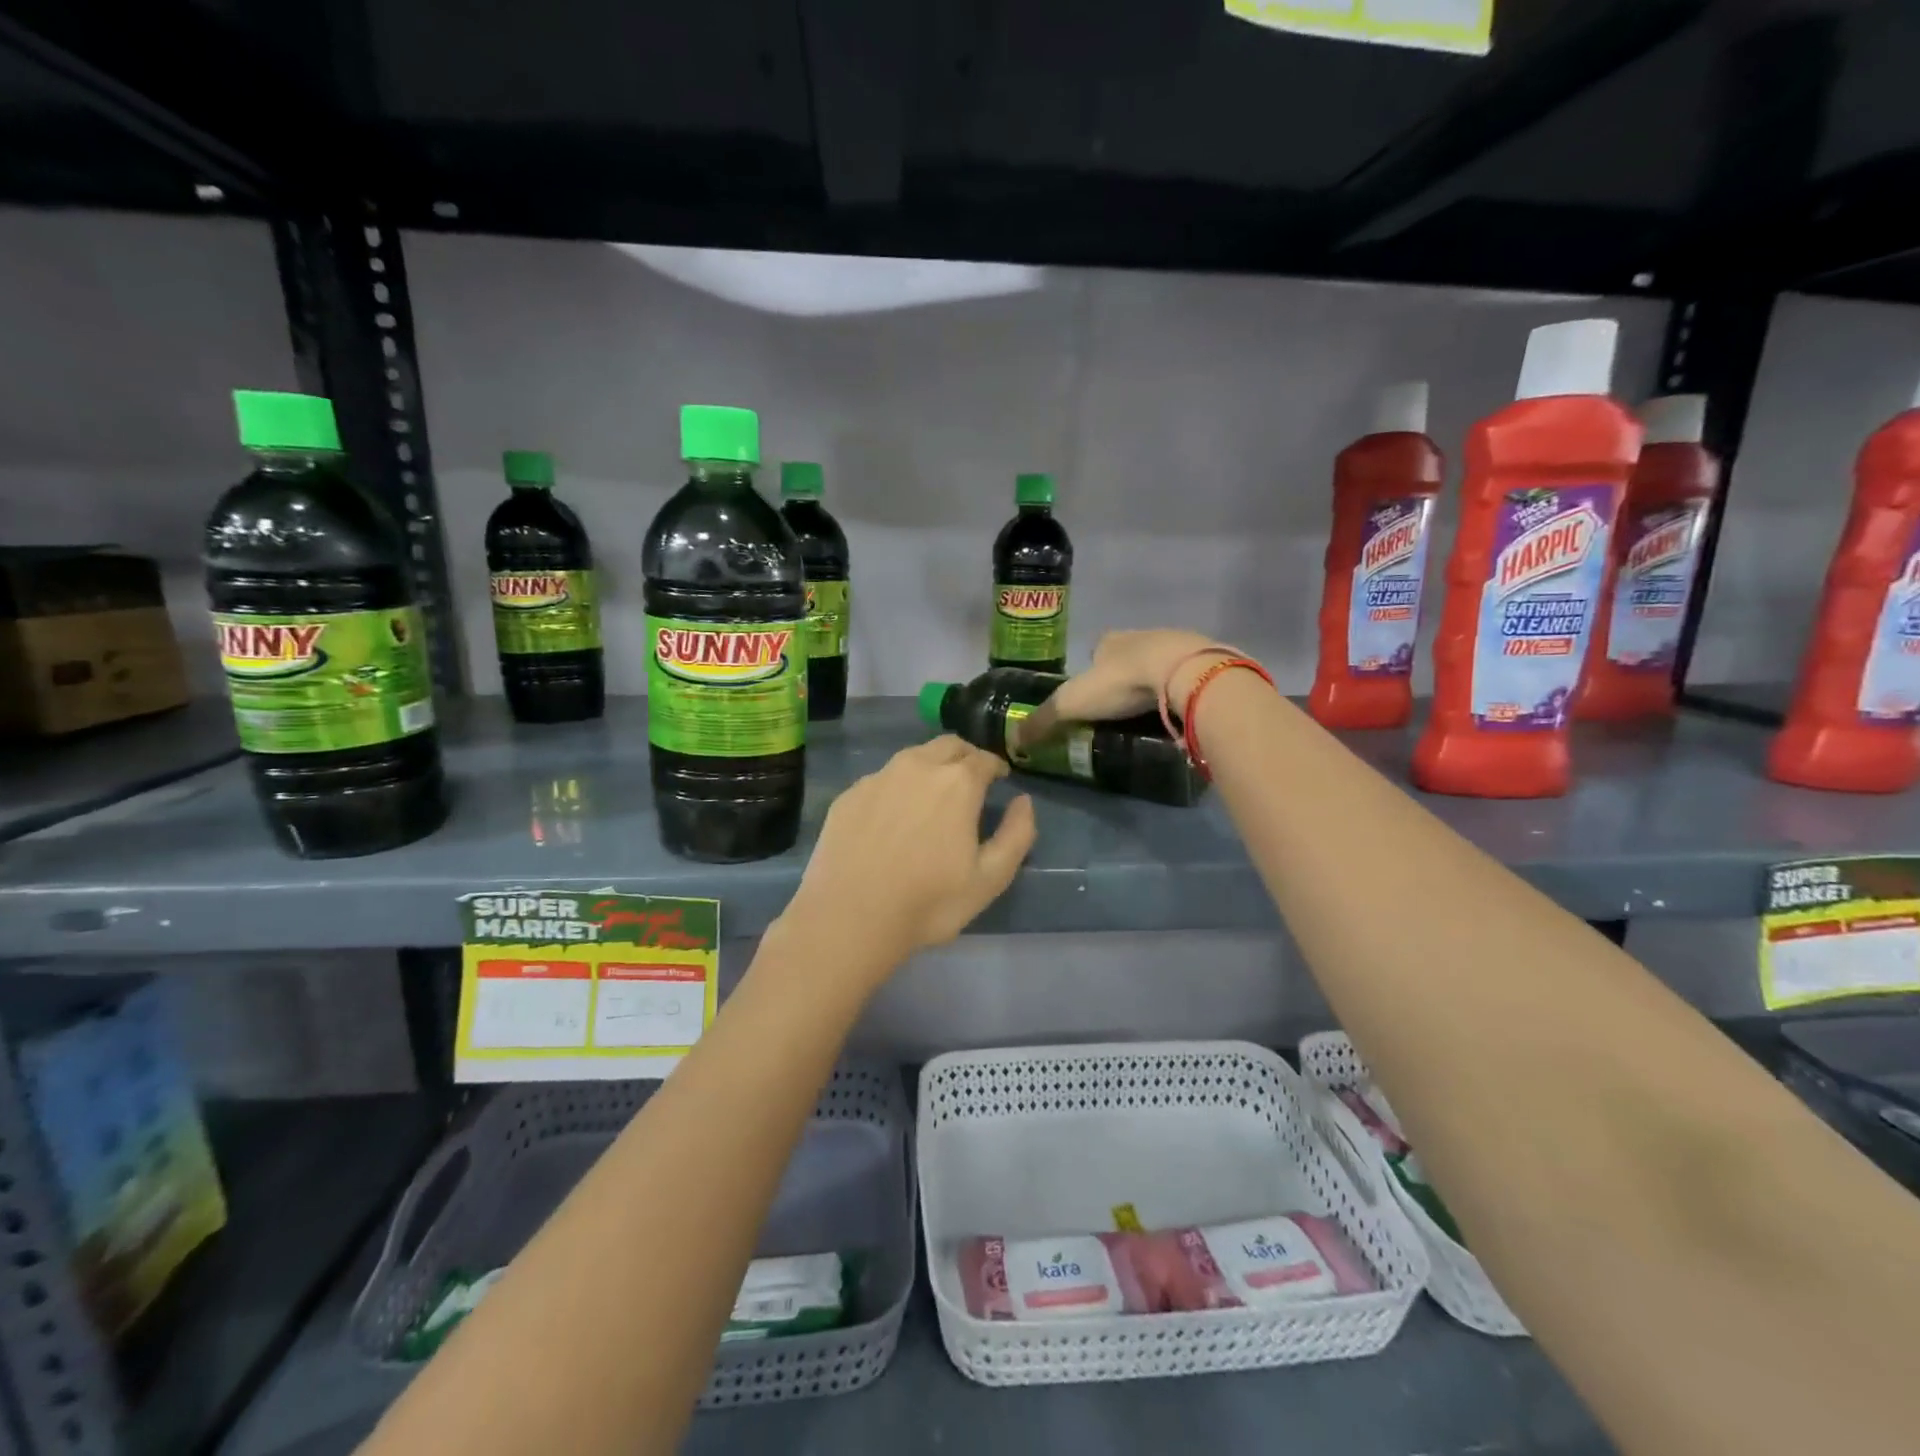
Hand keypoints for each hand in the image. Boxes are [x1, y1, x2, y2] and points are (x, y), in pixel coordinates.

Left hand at [777, 737, 1036, 987]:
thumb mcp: (990, 879)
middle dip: (965, 757)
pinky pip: (882, 778)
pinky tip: (894, 815)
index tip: (1000, 778)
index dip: (996, 766)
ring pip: (913, 757)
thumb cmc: (928, 903)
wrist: (849, 918)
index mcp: (957, 782)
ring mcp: (878, 777)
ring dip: (931, 766)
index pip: (984, 758)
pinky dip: (897, 786)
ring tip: (933, 794)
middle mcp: (917, 767)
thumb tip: (1023, 801)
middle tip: (971, 779)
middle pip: (948, 746)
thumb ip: (1017, 834)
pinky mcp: (849, 795)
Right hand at [1014, 629, 1231, 749]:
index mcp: (1111, 640)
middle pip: (1130, 656)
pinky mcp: (1206, 663)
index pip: (1098, 649)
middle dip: (1125, 677)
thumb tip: (1012, 742)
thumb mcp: (1072, 703)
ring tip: (1150, 716)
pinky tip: (1179, 713)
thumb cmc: (1122, 682)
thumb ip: (1043, 721)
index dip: (1093, 670)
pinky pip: (1188, 677)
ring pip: (1161, 664)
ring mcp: (1179, 646)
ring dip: (1155, 683)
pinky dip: (1181, 692)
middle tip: (1121, 711)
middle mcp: (1144, 636)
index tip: (1093, 695)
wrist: (1184, 673)